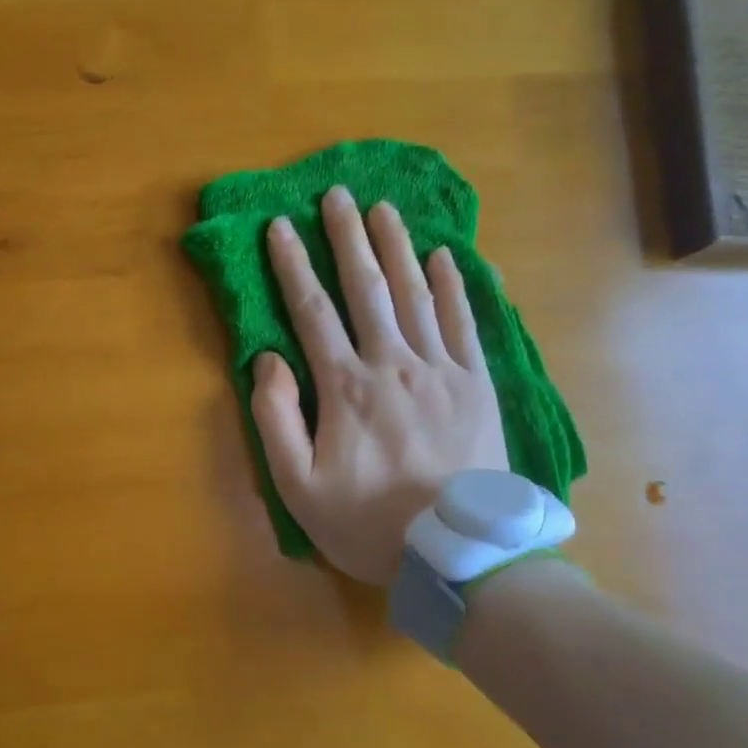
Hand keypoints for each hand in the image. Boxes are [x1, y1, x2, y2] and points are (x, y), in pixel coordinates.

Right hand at [253, 186, 508, 584]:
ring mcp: (441, 369)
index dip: (292, 264)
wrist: (457, 553)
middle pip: (366, 288)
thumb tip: (269, 360)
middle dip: (347, 237)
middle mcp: (392, 363)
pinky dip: (455, 286)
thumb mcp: (298, 486)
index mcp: (345, 386)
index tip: (279, 225)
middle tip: (337, 194)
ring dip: (397, 247)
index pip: (312, 310)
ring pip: (416, 294)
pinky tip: (446, 256)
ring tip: (384, 209)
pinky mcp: (478, 384)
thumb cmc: (368, 522)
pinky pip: (465, 323)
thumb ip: (275, 419)